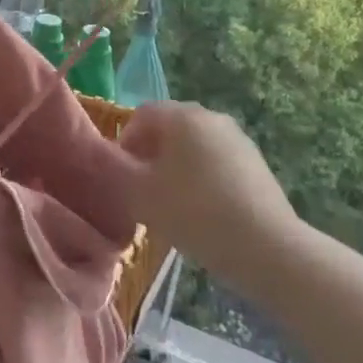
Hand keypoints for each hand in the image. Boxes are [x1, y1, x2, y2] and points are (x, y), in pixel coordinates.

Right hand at [118, 101, 306, 293]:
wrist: (266, 247)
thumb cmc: (194, 212)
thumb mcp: (138, 193)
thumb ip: (111, 169)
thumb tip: (96, 155)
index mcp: (182, 116)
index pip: (141, 115)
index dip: (124, 142)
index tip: (121, 176)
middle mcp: (211, 117)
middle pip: (168, 128)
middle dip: (149, 155)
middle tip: (142, 191)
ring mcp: (238, 139)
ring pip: (192, 147)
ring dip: (175, 168)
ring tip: (170, 205)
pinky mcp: (256, 164)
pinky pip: (216, 162)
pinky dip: (201, 178)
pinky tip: (201, 212)